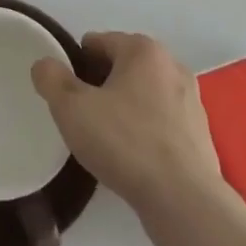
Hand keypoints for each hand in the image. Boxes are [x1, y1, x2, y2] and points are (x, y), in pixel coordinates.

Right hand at [31, 32, 229, 219]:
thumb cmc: (125, 143)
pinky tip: (133, 159)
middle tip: (84, 118)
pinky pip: (161, 122)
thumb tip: (45, 65)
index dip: (76, 66)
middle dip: (100, 86)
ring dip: (123, 109)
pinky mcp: (200, 135)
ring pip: (143, 95)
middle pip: (121, 67)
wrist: (184, 202)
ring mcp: (191, 101)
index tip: (68, 96)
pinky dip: (145, 132)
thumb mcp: (71, 108)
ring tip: (107, 142)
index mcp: (143, 49)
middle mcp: (172, 65)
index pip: (97, 43)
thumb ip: (51, 79)